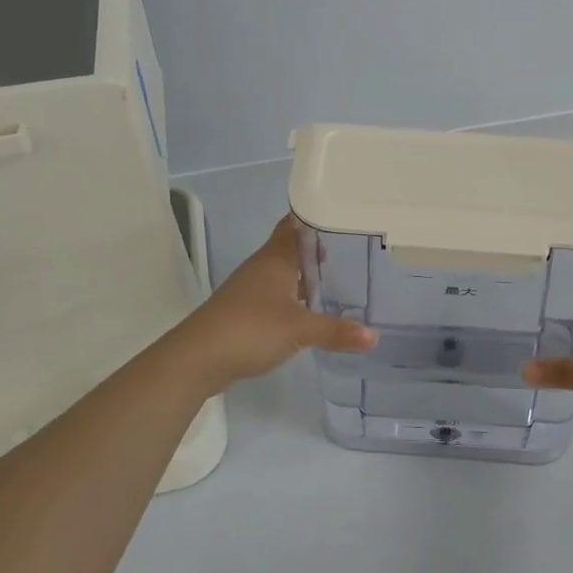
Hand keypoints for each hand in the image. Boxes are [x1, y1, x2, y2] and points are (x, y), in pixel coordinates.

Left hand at [178, 217, 375, 391]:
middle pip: (295, 247)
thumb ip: (336, 331)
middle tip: (360, 247)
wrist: (197, 358)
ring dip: (310, 273)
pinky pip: (280, 294)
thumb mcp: (299, 330)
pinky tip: (316, 308)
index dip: (319, 216)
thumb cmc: (249, 329)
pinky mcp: (248, 311)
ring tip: (346, 276)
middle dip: (322, 246)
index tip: (348, 214)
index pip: (297, 223)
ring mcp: (253, 288)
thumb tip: (375, 336)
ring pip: (287, 271)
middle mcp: (264, 266)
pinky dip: (299, 296)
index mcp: (275, 258)